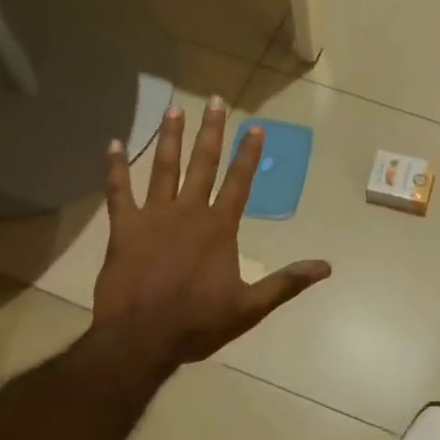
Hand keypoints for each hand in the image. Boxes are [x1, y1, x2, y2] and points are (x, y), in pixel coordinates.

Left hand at [93, 101, 330, 365]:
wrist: (141, 339)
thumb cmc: (197, 323)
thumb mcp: (250, 307)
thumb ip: (286, 282)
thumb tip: (326, 267)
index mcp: (219, 228)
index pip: (239, 182)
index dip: (248, 154)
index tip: (255, 127)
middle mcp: (189, 212)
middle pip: (202, 164)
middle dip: (211, 131)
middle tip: (215, 100)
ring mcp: (154, 216)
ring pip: (163, 168)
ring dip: (170, 138)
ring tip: (173, 109)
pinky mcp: (124, 227)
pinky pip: (118, 191)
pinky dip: (115, 167)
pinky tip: (112, 144)